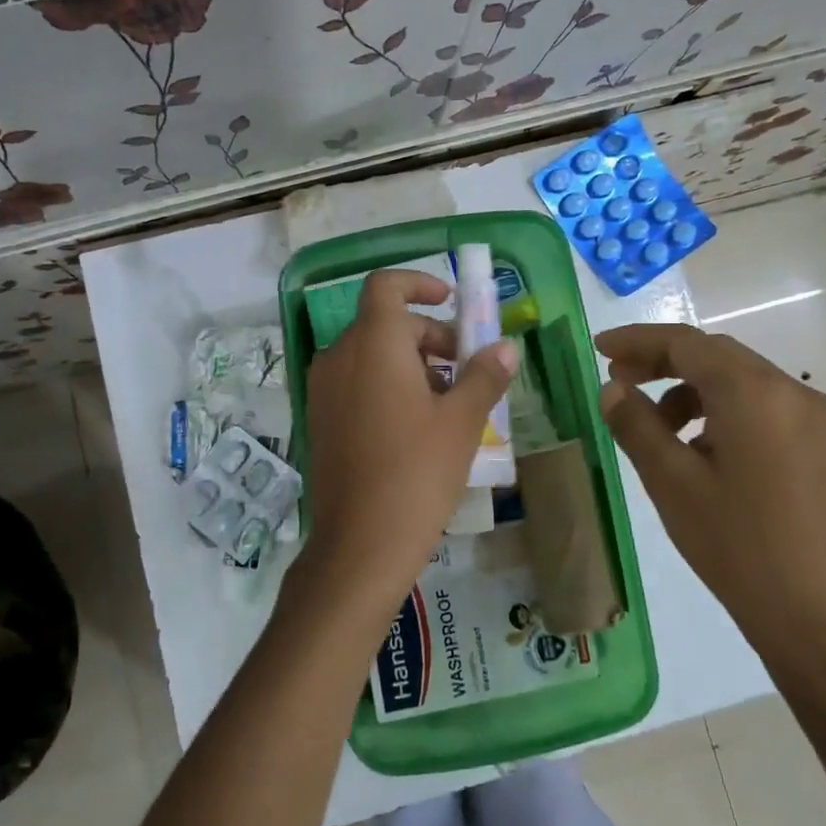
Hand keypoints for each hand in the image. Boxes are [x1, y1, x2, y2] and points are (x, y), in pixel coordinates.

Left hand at [285, 270, 517, 641]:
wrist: (360, 542)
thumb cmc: (416, 472)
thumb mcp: (461, 421)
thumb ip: (484, 374)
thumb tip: (504, 347)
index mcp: (372, 343)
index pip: (386, 286)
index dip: (419, 283)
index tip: (450, 300)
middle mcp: (339, 355)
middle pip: (385, 323)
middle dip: (429, 335)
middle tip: (466, 367)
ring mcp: (323, 388)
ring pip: (371, 354)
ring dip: (410, 362)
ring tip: (448, 401)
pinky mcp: (320, 418)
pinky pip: (356, 381)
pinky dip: (386, 384)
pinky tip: (416, 424)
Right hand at [595, 323, 825, 683]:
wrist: (816, 618)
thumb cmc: (735, 545)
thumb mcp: (671, 482)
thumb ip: (636, 424)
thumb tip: (612, 388)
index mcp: (755, 394)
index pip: (687, 344)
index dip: (638, 341)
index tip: (598, 348)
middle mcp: (794, 392)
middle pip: (717, 356)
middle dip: (663, 363)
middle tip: (618, 382)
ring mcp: (816, 419)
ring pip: (741, 381)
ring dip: (692, 390)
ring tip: (656, 429)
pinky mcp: (824, 446)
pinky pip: (763, 407)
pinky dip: (722, 411)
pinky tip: (700, 450)